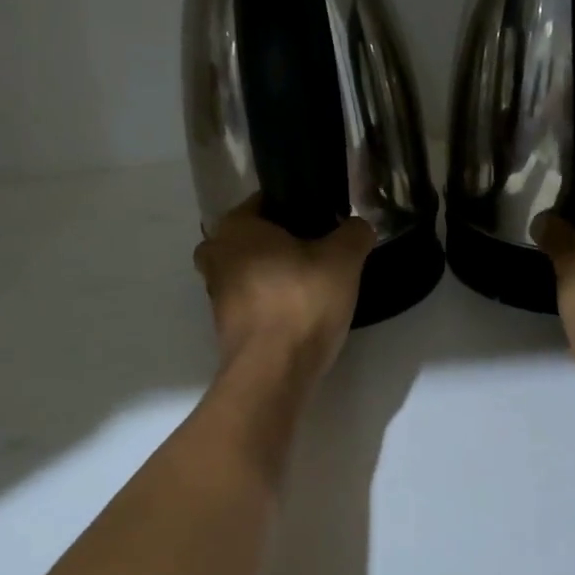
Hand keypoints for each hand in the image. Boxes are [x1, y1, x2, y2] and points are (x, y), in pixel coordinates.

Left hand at [193, 196, 374, 380]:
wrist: (273, 372)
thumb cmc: (302, 301)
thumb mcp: (343, 259)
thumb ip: (354, 233)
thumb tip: (358, 225)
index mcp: (236, 227)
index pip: (266, 201)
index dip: (298, 207)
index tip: (325, 220)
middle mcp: (216, 254)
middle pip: (254, 237)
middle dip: (282, 241)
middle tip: (318, 251)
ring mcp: (216, 292)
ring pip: (249, 269)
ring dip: (274, 273)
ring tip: (313, 282)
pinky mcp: (225, 325)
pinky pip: (251, 300)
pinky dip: (270, 301)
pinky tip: (300, 310)